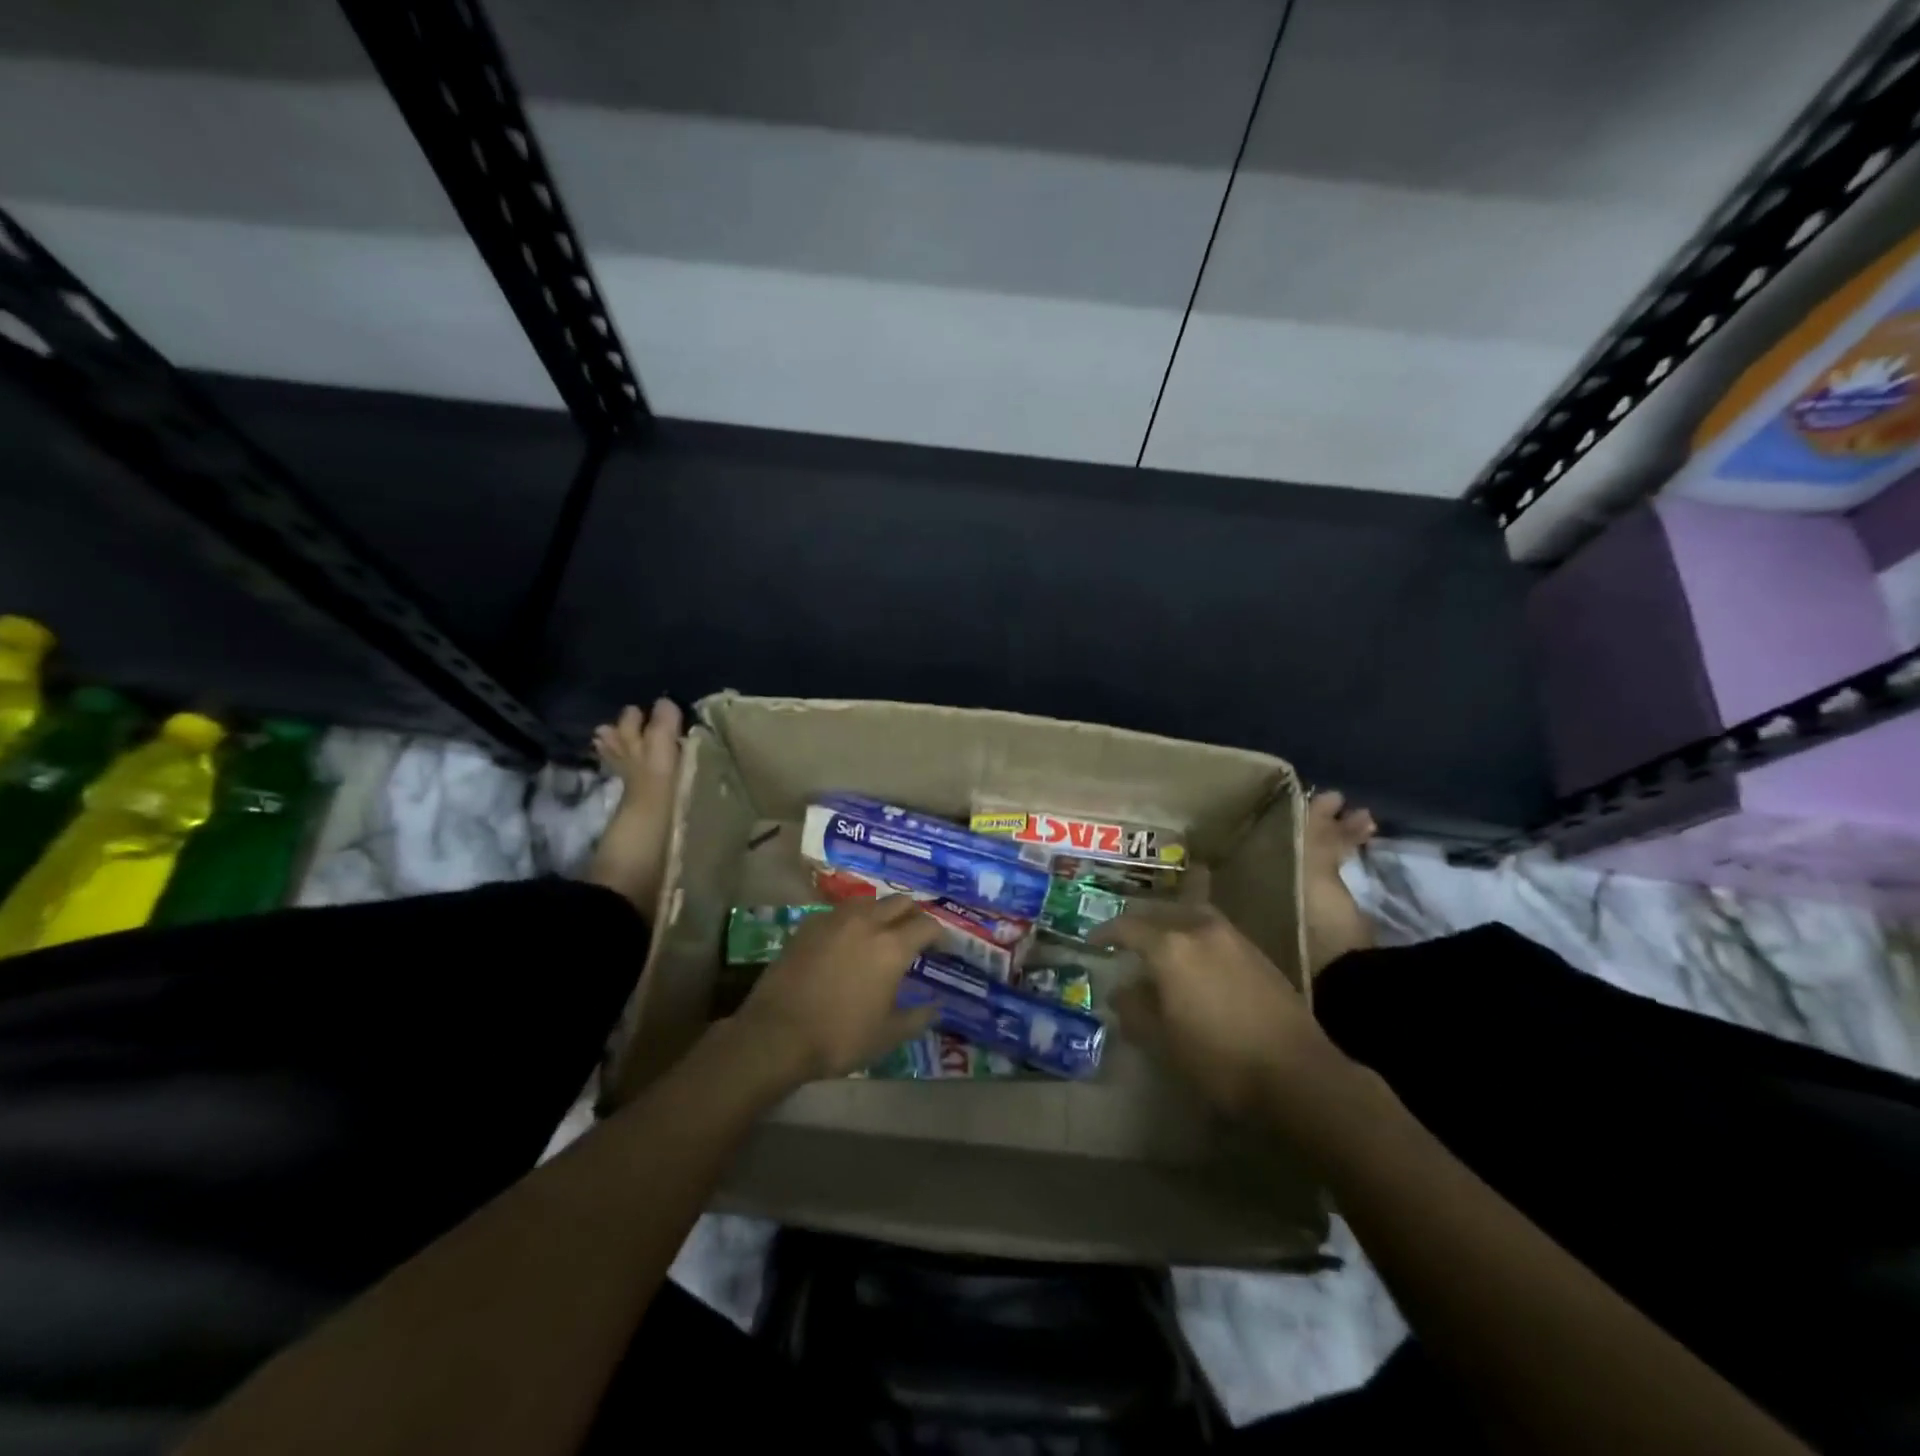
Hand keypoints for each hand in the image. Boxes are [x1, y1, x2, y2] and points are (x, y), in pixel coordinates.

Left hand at [732, 898, 939, 1082]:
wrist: (776, 1035)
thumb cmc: (839, 1037)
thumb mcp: (887, 1035)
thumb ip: (917, 1017)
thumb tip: (936, 1007)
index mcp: (892, 946)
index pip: (927, 925)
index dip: (940, 935)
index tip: (941, 948)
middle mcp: (867, 922)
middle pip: (900, 902)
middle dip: (913, 915)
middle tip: (914, 936)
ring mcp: (834, 919)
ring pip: (869, 901)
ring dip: (882, 912)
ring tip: (881, 933)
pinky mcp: (808, 925)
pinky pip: (840, 912)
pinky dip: (853, 920)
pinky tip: (848, 939)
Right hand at [1094, 904, 1350, 1119]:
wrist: (1297, 1073)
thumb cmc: (1219, 1058)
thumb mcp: (1163, 1040)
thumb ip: (1136, 1009)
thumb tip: (1121, 991)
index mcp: (1170, 947)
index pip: (1128, 927)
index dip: (1106, 932)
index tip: (1092, 940)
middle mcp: (1199, 930)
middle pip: (1161, 914)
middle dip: (1139, 924)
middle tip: (1125, 939)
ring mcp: (1233, 938)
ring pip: (1191, 917)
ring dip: (1171, 926)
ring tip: (1160, 945)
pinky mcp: (1257, 953)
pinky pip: (1213, 932)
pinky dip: (1195, 937)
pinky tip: (1196, 961)